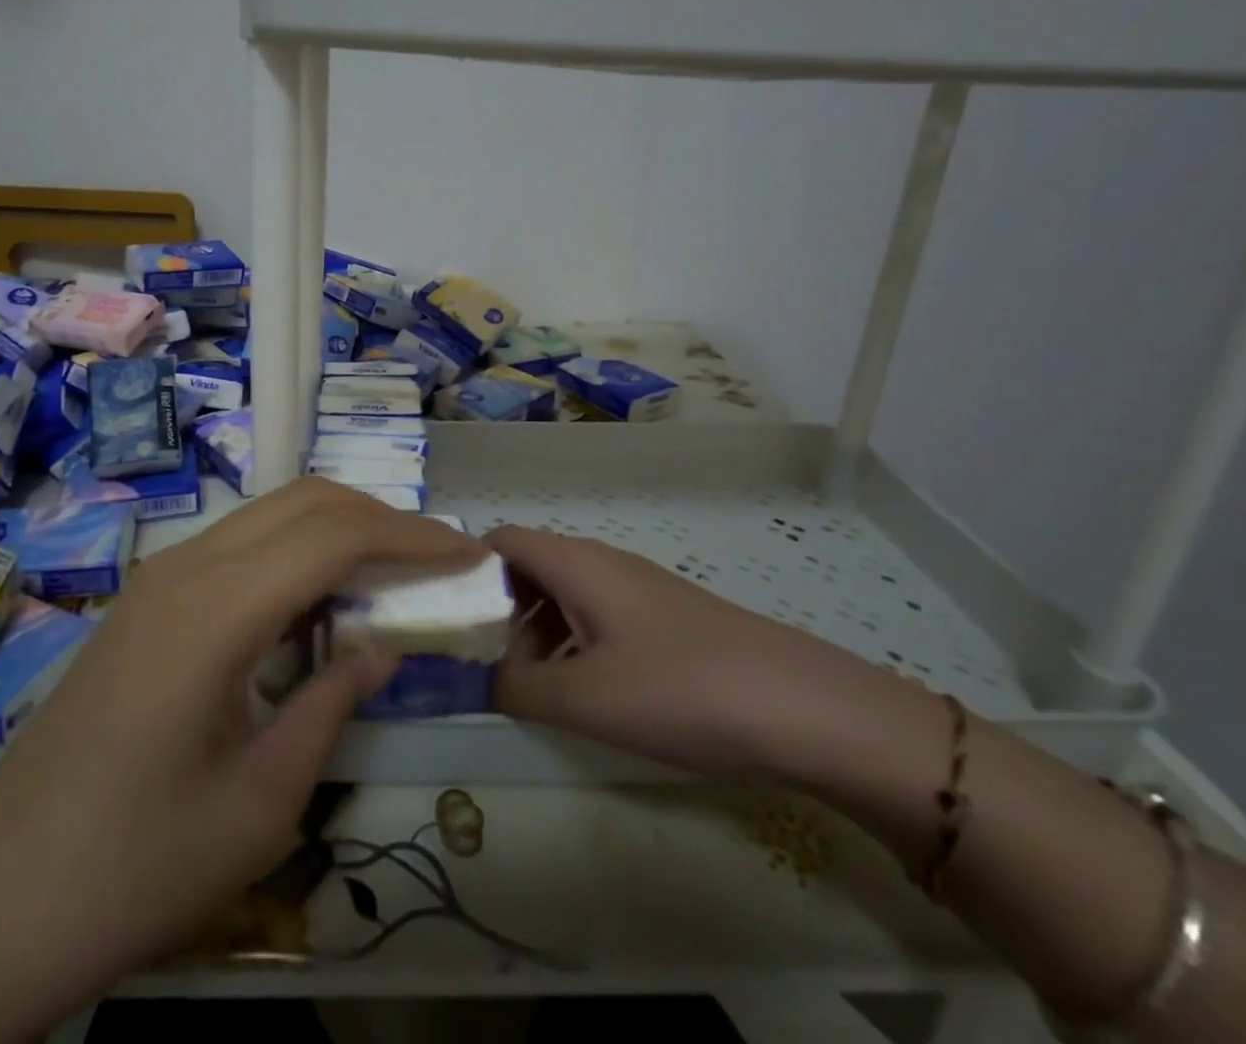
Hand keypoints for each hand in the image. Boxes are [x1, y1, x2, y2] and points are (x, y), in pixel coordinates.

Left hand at [0, 479, 485, 1020]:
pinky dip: (296, 551)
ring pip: (270, 514)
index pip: (335, 536)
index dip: (412, 537)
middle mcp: (186, 567)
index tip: (470, 554)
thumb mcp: (260, 804)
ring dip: (338, 529)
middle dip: (381, 518)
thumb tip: (380, 652)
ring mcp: (159, 577)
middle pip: (304, 501)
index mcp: (216, 610)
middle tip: (438, 558)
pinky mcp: (147, 598)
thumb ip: (330, 707)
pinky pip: (240, 545)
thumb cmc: (133, 867)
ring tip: (393, 572)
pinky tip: (320, 600)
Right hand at [491, 525, 913, 781]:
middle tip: (478, 658)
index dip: (466, 568)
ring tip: (527, 683)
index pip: (501, 539)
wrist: (800, 705)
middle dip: (497, 607)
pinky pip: (598, 614)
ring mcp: (637, 588)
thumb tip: (473, 680)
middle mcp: (602, 562)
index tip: (444, 614)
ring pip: (564, 592)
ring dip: (536, 629)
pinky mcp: (665, 617)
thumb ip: (516, 687)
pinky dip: (573, 641)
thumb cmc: (678, 688)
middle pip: (529, 565)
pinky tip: (584, 690)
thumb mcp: (584, 698)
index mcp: (575, 563)